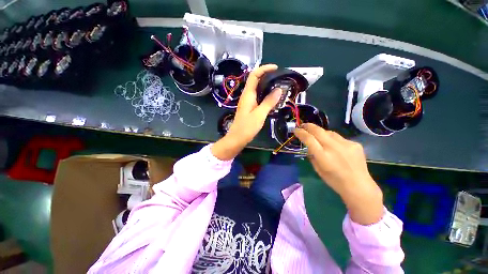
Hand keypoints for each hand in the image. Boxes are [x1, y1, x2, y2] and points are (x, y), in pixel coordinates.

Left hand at [211, 64, 281, 160]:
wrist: (237, 138)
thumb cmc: (247, 127)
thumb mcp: (260, 114)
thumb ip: (269, 102)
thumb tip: (279, 89)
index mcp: (248, 94)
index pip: (254, 75)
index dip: (264, 69)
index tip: (276, 68)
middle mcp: (247, 95)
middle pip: (256, 80)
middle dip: (267, 76)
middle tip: (280, 79)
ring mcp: (248, 101)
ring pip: (257, 89)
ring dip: (267, 86)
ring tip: (279, 87)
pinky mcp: (250, 107)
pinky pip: (258, 97)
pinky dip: (266, 95)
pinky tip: (273, 98)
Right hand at [294, 123, 383, 224]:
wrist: (359, 185)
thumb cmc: (334, 181)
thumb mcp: (317, 169)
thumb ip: (312, 156)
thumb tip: (310, 147)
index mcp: (323, 156)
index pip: (309, 139)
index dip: (300, 133)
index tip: (295, 130)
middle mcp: (334, 147)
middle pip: (318, 131)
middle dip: (308, 126)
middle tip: (303, 125)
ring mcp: (346, 144)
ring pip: (329, 132)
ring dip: (321, 132)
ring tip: (318, 136)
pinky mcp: (355, 144)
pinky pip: (339, 138)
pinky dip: (333, 139)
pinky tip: (334, 146)